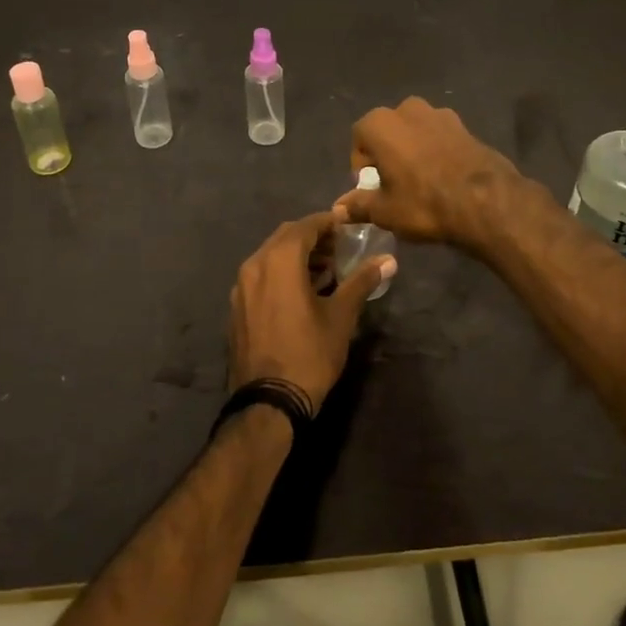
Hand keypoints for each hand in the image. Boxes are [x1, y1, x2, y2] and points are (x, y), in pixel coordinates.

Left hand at [227, 211, 392, 410]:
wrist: (268, 403)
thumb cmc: (309, 354)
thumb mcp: (341, 317)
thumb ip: (362, 282)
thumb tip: (388, 260)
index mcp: (279, 260)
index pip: (306, 226)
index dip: (328, 222)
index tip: (349, 226)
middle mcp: (255, 265)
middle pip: (286, 237)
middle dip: (313, 238)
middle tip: (340, 249)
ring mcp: (241, 287)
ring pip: (271, 256)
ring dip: (297, 256)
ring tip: (326, 271)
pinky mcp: (237, 306)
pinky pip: (260, 276)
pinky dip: (281, 273)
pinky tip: (301, 292)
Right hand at [334, 97, 525, 249]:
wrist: (486, 201)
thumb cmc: (424, 203)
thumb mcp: (385, 211)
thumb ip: (358, 206)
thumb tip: (338, 209)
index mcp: (381, 124)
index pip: (358, 138)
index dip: (360, 163)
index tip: (370, 186)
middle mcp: (407, 109)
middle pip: (387, 130)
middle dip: (386, 152)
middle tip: (393, 182)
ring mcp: (440, 114)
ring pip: (415, 130)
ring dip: (412, 148)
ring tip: (419, 179)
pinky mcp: (465, 125)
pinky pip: (439, 136)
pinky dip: (436, 150)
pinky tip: (443, 176)